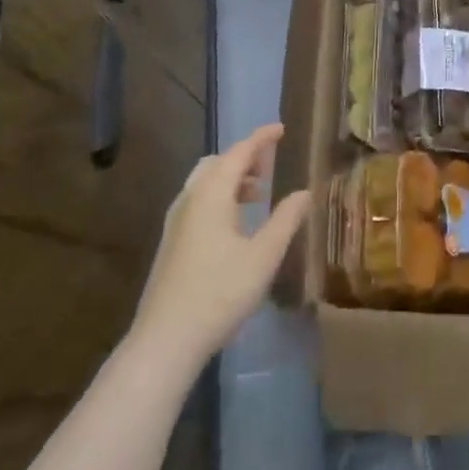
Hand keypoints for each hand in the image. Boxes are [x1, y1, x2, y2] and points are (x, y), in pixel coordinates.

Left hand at [131, 122, 309, 370]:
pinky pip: (198, 201)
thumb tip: (304, 192)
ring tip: (257, 195)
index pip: (239, 152)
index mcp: (212, 194)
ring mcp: (175, 221)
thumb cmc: (219, 293)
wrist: (164, 341)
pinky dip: (219, 197)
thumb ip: (286, 220)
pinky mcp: (170, 243)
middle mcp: (190, 199)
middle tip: (269, 167)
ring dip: (231, 179)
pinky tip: (234, 225)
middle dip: (244, 158)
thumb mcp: (263, 257)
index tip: (280, 128)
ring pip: (205, 183)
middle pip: (217, 163)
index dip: (261, 138)